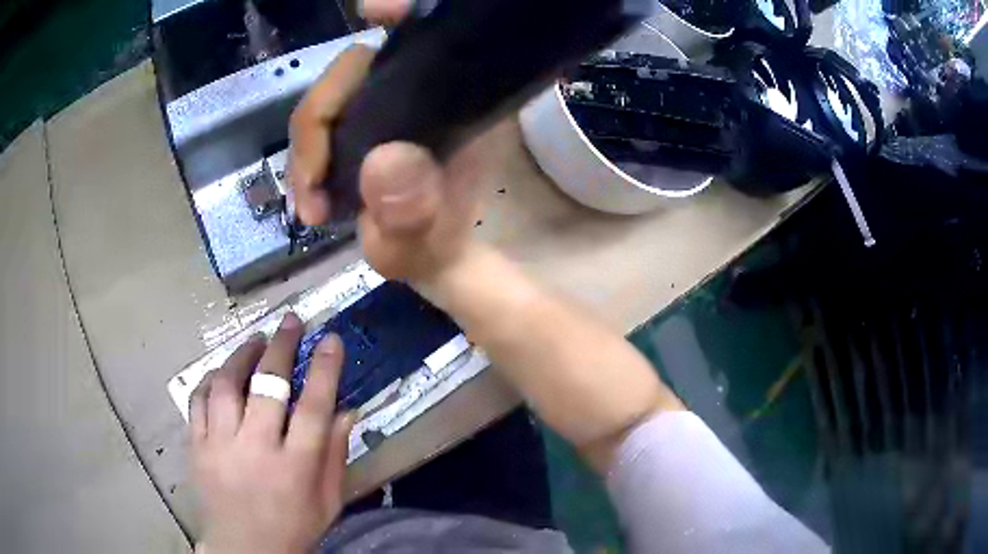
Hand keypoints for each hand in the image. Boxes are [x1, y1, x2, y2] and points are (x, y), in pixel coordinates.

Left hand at [191, 313, 354, 553]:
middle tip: (291, 322)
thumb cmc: (293, 528)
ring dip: (243, 355)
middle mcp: (255, 449)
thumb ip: (335, 456)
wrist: (243, 550)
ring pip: (226, 384)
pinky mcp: (197, 447)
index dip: (324, 369)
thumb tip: (347, 411)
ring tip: (256, 341)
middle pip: (267, 385)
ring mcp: (220, 445)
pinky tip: (222, 372)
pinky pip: (199, 400)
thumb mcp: (328, 502)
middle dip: (282, 346)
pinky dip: (211, 380)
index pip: (313, 407)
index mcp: (295, 468)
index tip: (330, 339)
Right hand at [287, 1, 487, 285]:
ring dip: (306, 151)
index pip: (426, 42)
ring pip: (329, 101)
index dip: (401, 18)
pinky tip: (309, 193)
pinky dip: (307, 155)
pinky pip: (324, 123)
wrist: (437, 266)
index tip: (373, 11)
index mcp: (456, 105)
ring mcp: (390, 109)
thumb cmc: (441, 253)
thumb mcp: (430, 246)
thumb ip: (413, 213)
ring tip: (310, 206)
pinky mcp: (365, 128)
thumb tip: (385, 160)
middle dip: (317, 127)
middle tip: (312, 195)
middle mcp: (424, 95)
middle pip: (354, 73)